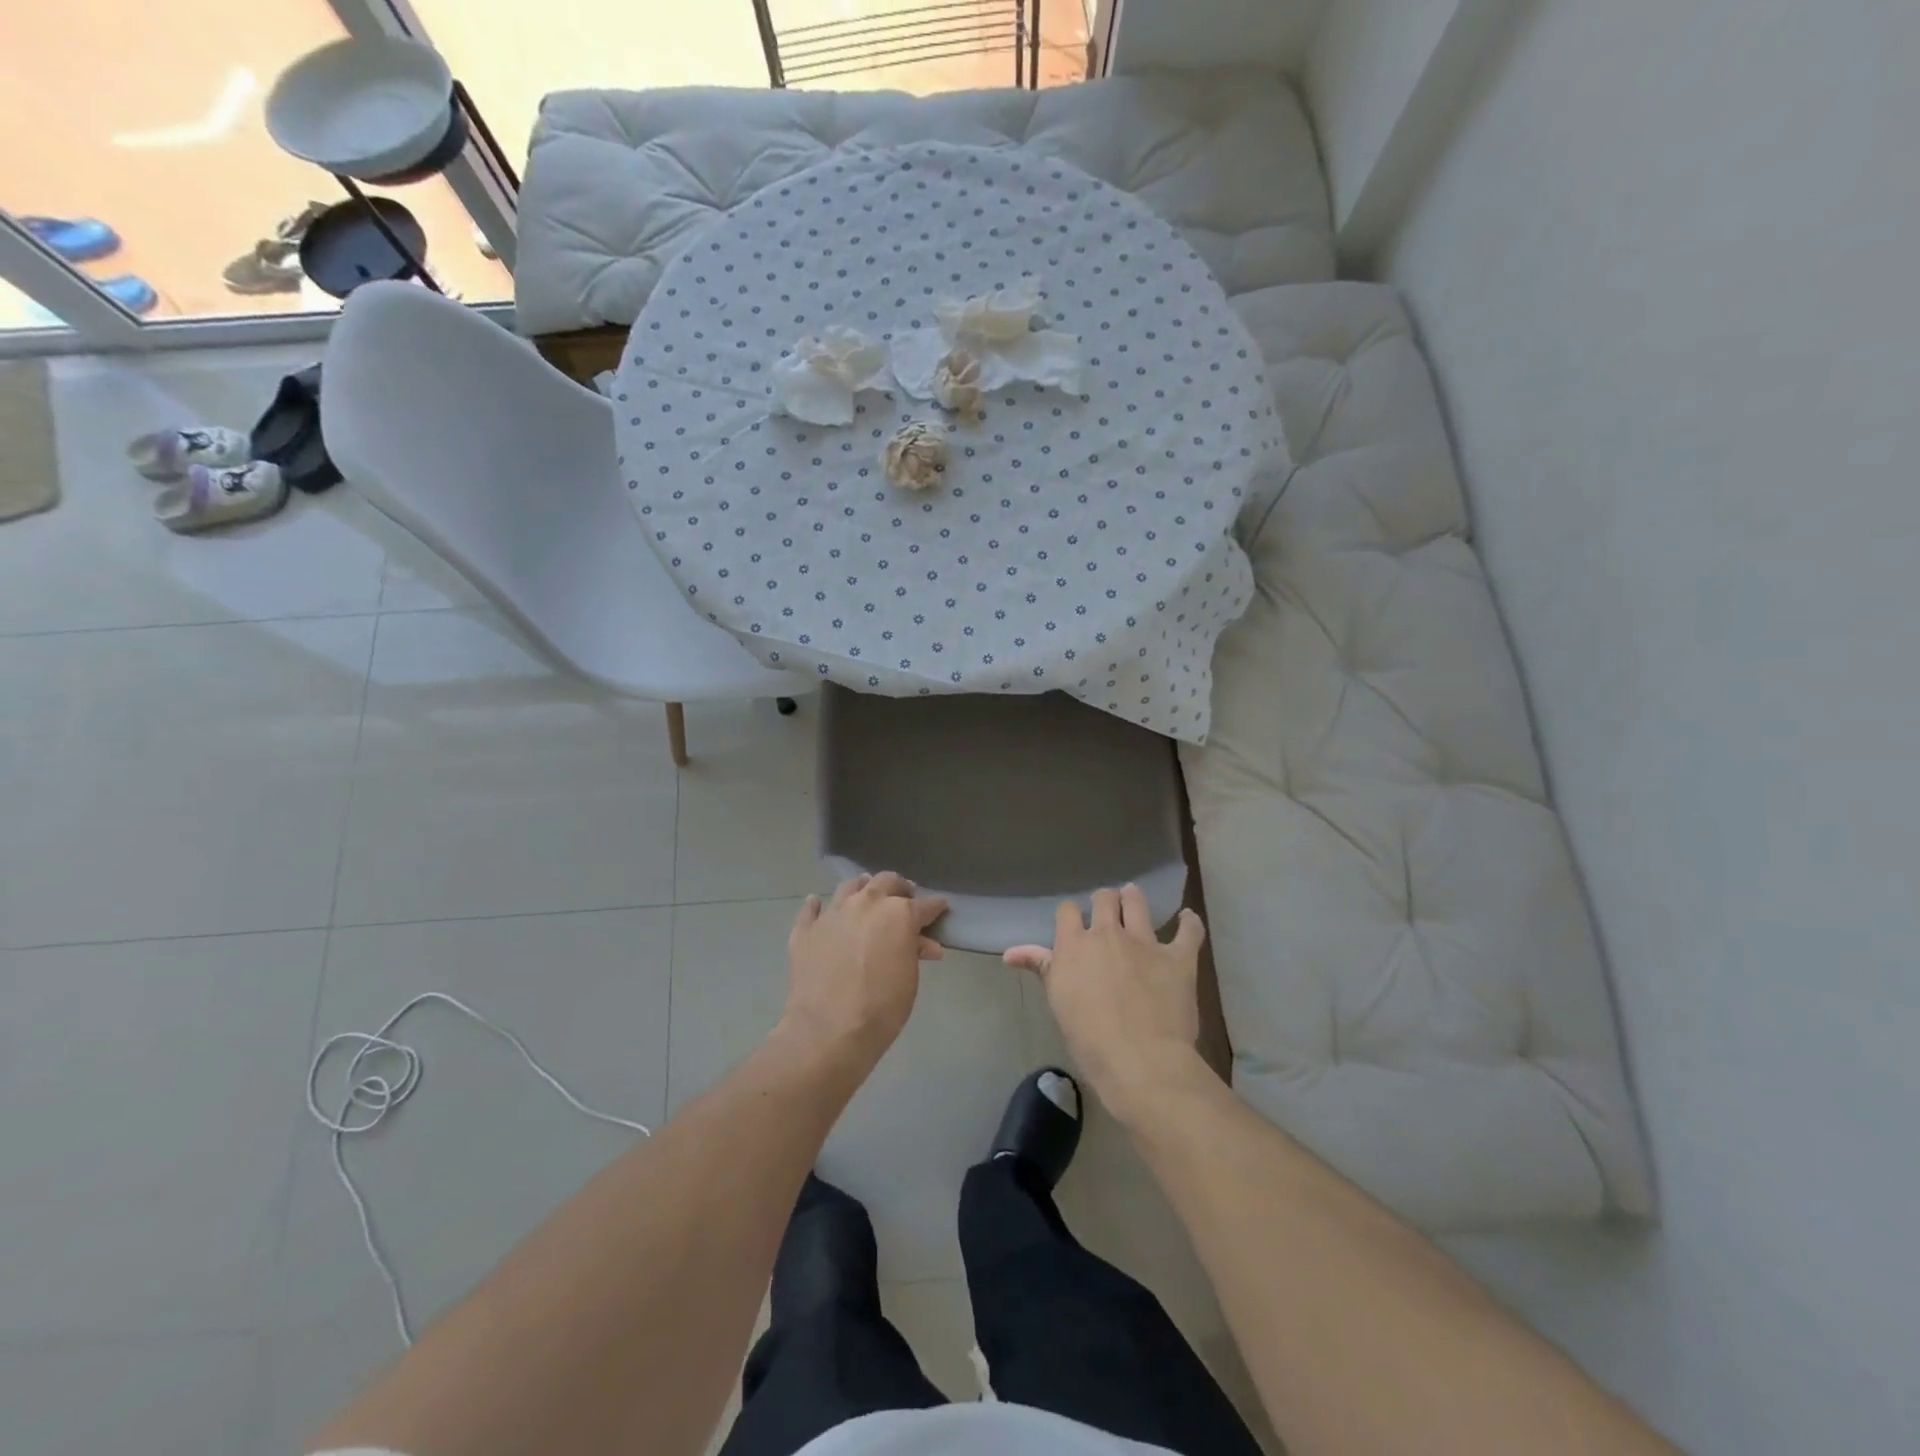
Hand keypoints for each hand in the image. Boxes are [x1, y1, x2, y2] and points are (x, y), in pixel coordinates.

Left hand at [781, 872, 948, 1069]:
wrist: (828, 1030)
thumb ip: (914, 952)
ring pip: (850, 886)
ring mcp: (833, 913)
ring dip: (862, 888)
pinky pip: (811, 909)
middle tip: (904, 899)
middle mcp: (866, 903)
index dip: (935, 908)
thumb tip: (925, 944)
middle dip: (899, 888)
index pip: (924, 904)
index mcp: (898, 913)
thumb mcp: (909, 980)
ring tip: (866, 895)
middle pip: (886, 881)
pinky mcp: (806, 929)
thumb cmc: (881, 1008)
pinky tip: (818, 906)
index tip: (940, 909)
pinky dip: (817, 906)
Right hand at [1005, 885, 1208, 1122]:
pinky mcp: (1178, 957)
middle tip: (1107, 912)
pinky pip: (1188, 931)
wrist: (1140, 1060)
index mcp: (1074, 944)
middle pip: (1104, 898)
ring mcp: (1145, 942)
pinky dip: (1189, 923)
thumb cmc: (1089, 1038)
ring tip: (1133, 900)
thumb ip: (1041, 967)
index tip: (1075, 925)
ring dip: (1134, 899)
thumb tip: (1010, 952)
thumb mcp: (1058, 1001)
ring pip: (1137, 903)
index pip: (1068, 910)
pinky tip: (1187, 919)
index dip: (1072, 915)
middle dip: (1105, 901)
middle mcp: (1108, 933)